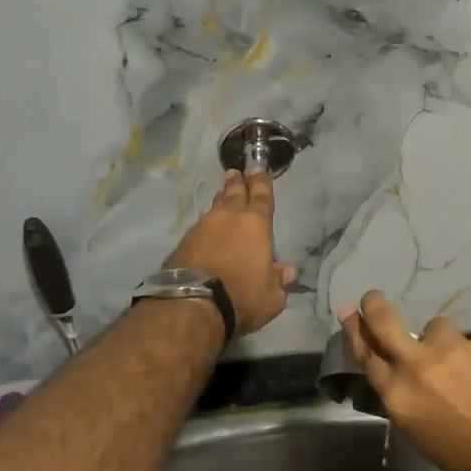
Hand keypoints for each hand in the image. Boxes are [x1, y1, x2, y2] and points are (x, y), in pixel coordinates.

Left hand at [165, 169, 296, 336]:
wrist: (192, 303)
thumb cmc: (241, 295)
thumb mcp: (271, 296)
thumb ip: (279, 281)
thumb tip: (286, 271)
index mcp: (256, 225)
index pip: (261, 197)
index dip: (261, 182)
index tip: (258, 167)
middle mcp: (229, 218)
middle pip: (234, 193)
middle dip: (237, 182)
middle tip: (236, 172)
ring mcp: (203, 227)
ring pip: (215, 207)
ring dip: (220, 199)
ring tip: (222, 192)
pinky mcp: (184, 241)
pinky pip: (200, 224)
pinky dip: (207, 222)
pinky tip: (207, 225)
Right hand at [338, 291, 470, 470]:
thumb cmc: (464, 461)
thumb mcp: (419, 433)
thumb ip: (407, 398)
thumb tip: (404, 378)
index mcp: (397, 395)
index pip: (366, 355)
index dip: (354, 332)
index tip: (348, 313)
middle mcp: (417, 365)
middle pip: (386, 324)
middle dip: (375, 307)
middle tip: (372, 297)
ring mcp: (451, 350)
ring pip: (437, 329)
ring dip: (442, 341)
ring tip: (461, 365)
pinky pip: (470, 345)